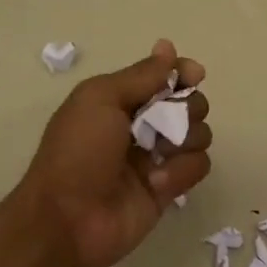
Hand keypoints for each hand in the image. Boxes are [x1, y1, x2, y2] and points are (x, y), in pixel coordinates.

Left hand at [17, 39, 212, 266]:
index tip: (194, 75)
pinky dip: (182, 171)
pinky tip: (157, 183)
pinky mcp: (168, 189)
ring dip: (187, 139)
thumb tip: (168, 47)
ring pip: (198, 135)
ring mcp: (156, 159)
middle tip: (169, 121)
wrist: (68, 219)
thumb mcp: (101, 99)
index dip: (182, 73)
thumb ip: (141, 75)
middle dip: (188, 107)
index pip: (163, 77)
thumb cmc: (78, 152)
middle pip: (188, 104)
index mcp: (118, 100)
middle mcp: (140, 126)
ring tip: (161, 154)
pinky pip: (197, 167)